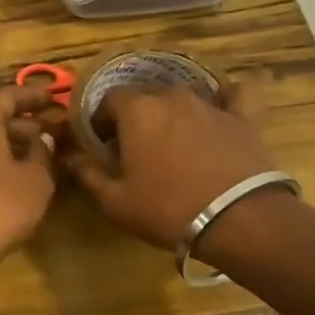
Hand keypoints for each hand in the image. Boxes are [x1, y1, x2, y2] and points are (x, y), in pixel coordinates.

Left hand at [0, 84, 56, 283]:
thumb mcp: (35, 181)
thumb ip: (43, 155)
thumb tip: (44, 139)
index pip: (6, 96)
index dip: (31, 95)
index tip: (54, 98)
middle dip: (27, 123)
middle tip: (55, 132)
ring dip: (15, 146)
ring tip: (44, 158)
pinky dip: (2, 165)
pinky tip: (21, 183)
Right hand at [59, 80, 274, 251]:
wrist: (237, 220)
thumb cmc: (167, 209)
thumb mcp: (115, 202)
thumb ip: (88, 175)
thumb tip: (71, 158)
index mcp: (137, 111)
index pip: (110, 99)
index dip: (103, 120)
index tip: (104, 143)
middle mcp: (172, 97)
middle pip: (146, 97)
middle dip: (137, 116)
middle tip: (137, 147)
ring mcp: (211, 104)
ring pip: (184, 97)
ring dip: (173, 114)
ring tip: (174, 141)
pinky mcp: (244, 117)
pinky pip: (237, 94)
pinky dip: (228, 98)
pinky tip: (224, 107)